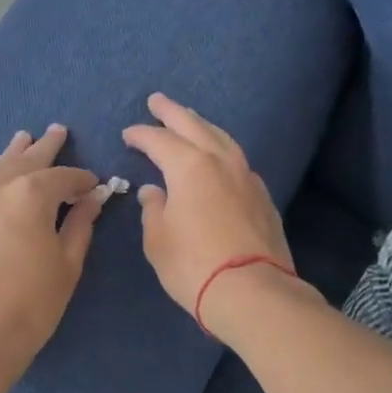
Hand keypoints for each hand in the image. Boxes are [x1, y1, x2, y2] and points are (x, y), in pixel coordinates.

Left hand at [0, 125, 103, 379]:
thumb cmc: (31, 304)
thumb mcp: (67, 264)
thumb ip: (80, 225)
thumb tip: (93, 199)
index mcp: (31, 194)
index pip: (64, 177)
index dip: (83, 180)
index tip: (95, 185)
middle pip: (26, 160)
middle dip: (46, 147)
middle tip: (57, 131)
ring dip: (13, 154)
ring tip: (24, 139)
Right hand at [122, 93, 298, 335]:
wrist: (251, 291)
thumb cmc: (193, 264)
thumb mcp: (158, 239)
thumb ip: (154, 209)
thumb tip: (154, 191)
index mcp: (190, 167)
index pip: (160, 141)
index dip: (141, 135)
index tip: (128, 134)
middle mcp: (221, 163)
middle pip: (195, 126)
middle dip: (173, 112)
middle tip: (157, 101)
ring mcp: (247, 177)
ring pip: (222, 139)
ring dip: (202, 126)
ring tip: (190, 121)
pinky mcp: (263, 197)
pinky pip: (238, 161)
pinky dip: (222, 151)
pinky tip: (218, 159)